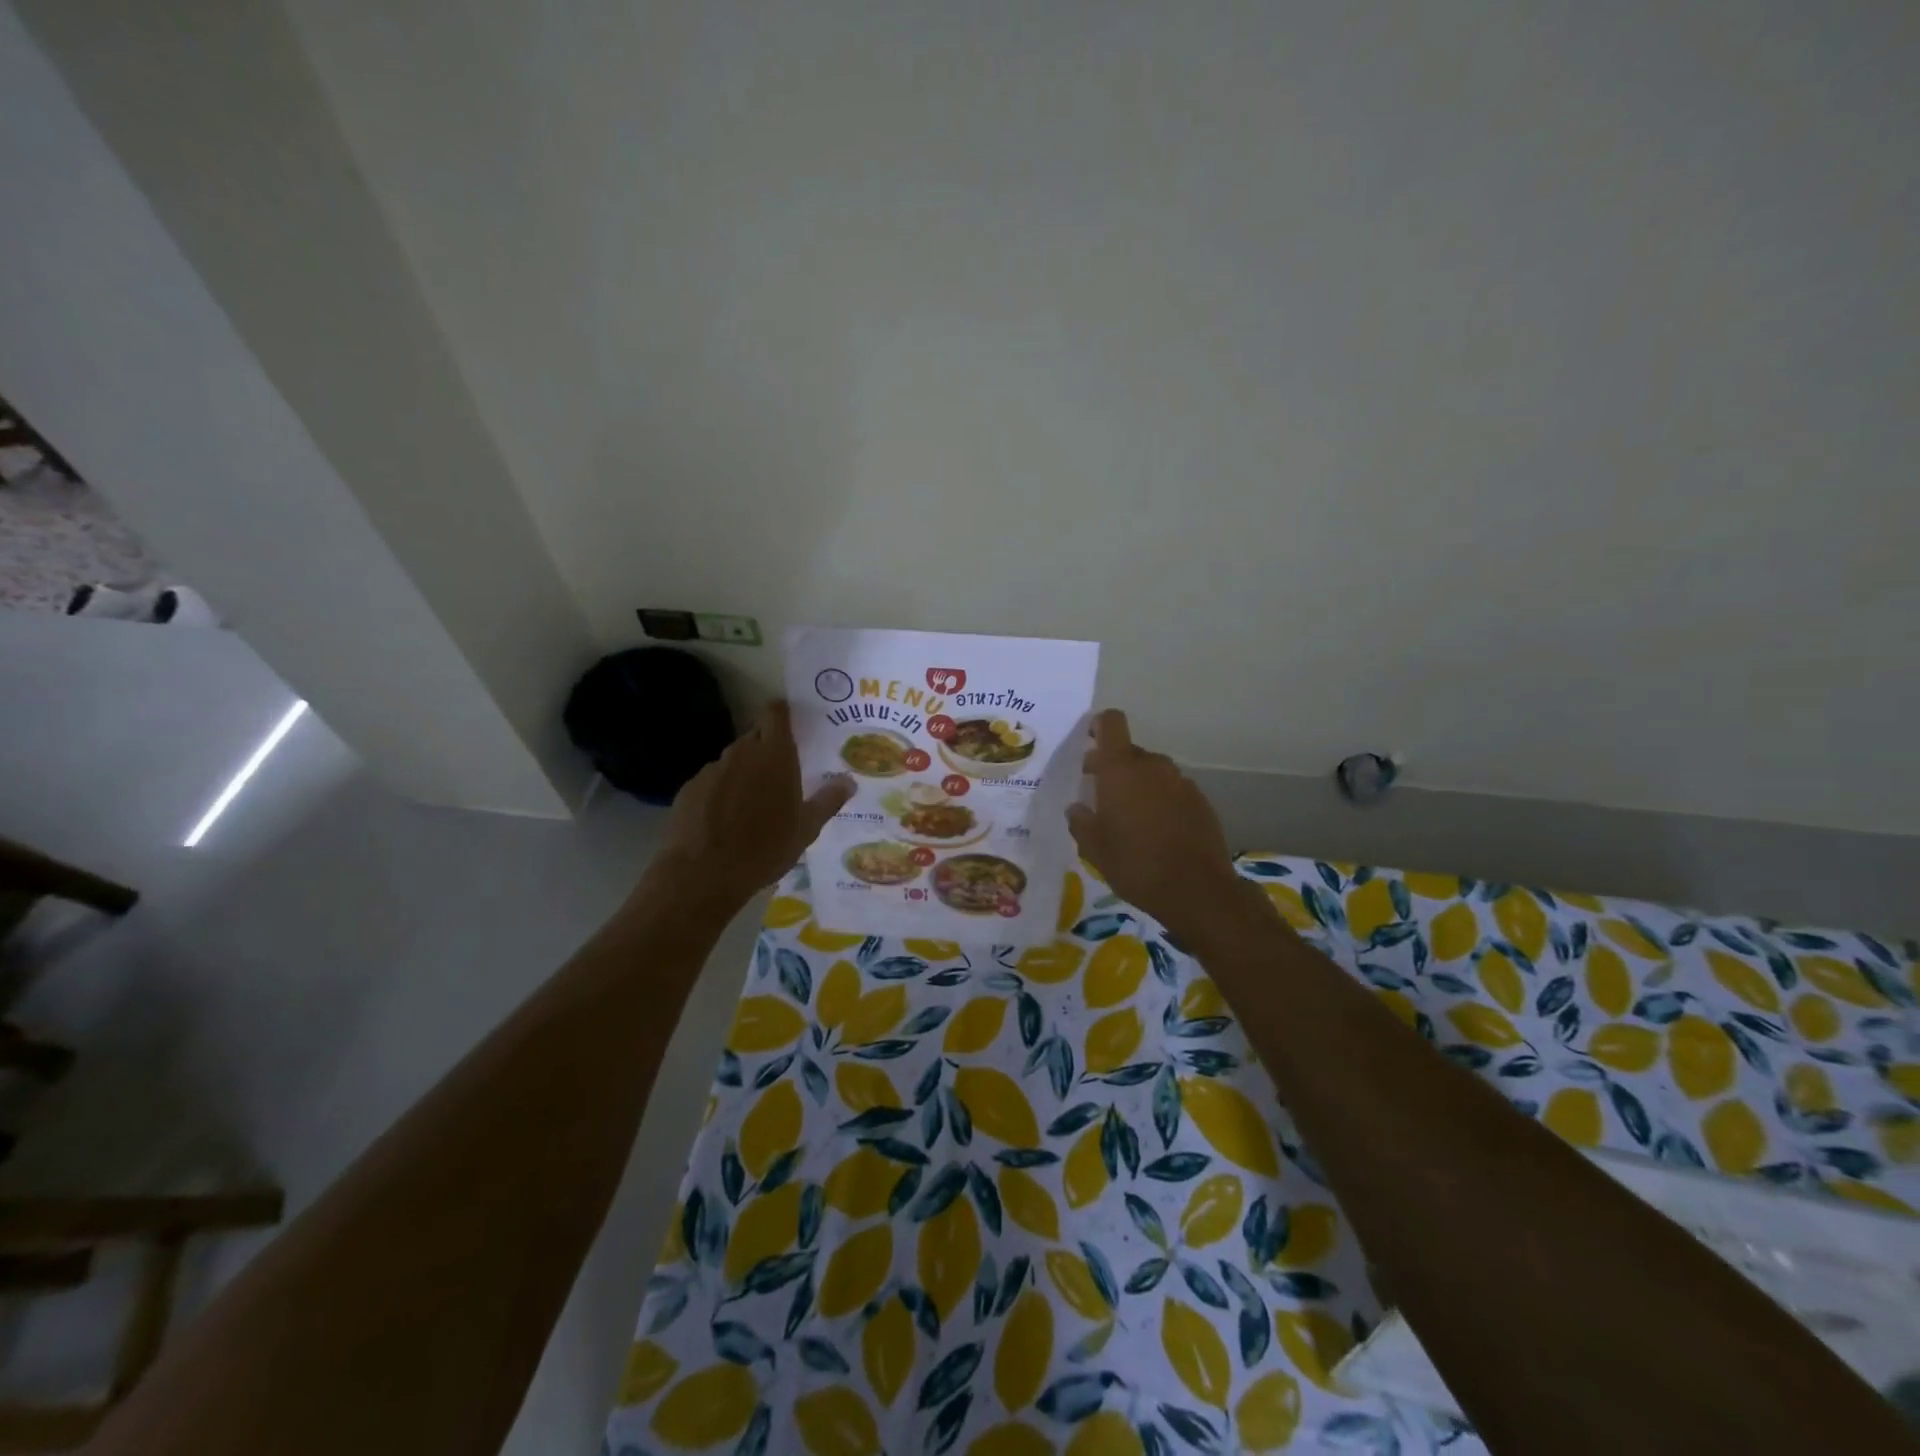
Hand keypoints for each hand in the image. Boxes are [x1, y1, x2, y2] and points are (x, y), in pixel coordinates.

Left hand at [655, 701, 852, 915]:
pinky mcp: (689, 788)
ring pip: (733, 761)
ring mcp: (712, 769)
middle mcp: (742, 753)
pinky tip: (724, 819)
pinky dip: (720, 792)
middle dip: (767, 749)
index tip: (791, 723)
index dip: (782, 713)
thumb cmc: (765, 848)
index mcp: (775, 756)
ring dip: (744, 773)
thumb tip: (849, 781)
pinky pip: (712, 781)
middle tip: (780, 774)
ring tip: (751, 804)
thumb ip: (828, 800)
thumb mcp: (806, 829)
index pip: (776, 714)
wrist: (703, 873)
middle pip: (756, 737)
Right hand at [1066, 709, 1273, 950]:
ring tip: (1127, 817)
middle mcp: (1152, 767)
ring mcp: (1180, 782)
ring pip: (1151, 772)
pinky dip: (1159, 800)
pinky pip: (1171, 790)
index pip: (1111, 723)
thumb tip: (1077, 808)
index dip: (1099, 725)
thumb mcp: (1094, 849)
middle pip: (1129, 752)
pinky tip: (1155, 830)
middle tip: (1098, 794)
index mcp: (1121, 770)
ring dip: (1137, 785)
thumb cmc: (1135, 865)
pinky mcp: (1200, 801)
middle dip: (1112, 766)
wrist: (1197, 890)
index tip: (1088, 740)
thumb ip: (1081, 822)